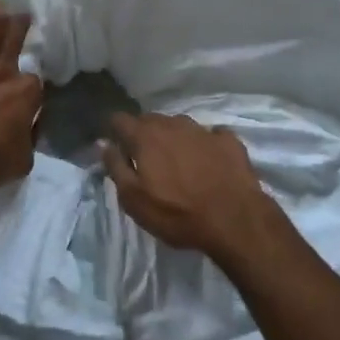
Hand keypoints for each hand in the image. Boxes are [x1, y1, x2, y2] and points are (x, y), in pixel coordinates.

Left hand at [0, 0, 44, 206]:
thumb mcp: (24, 158)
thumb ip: (30, 135)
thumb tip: (30, 124)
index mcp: (27, 93)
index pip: (36, 80)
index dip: (31, 85)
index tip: (27, 89)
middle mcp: (4, 71)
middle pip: (15, 40)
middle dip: (20, 25)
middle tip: (22, 13)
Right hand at [102, 113, 285, 267]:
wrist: (235, 220)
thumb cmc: (177, 214)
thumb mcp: (134, 199)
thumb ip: (116, 167)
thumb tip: (103, 143)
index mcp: (146, 136)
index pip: (119, 119)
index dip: (114, 130)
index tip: (116, 146)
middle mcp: (173, 124)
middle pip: (149, 120)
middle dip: (143, 134)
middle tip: (145, 159)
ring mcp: (203, 129)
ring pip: (179, 125)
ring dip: (173, 138)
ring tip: (177, 161)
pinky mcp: (228, 140)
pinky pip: (209, 135)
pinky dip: (204, 144)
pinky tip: (208, 160)